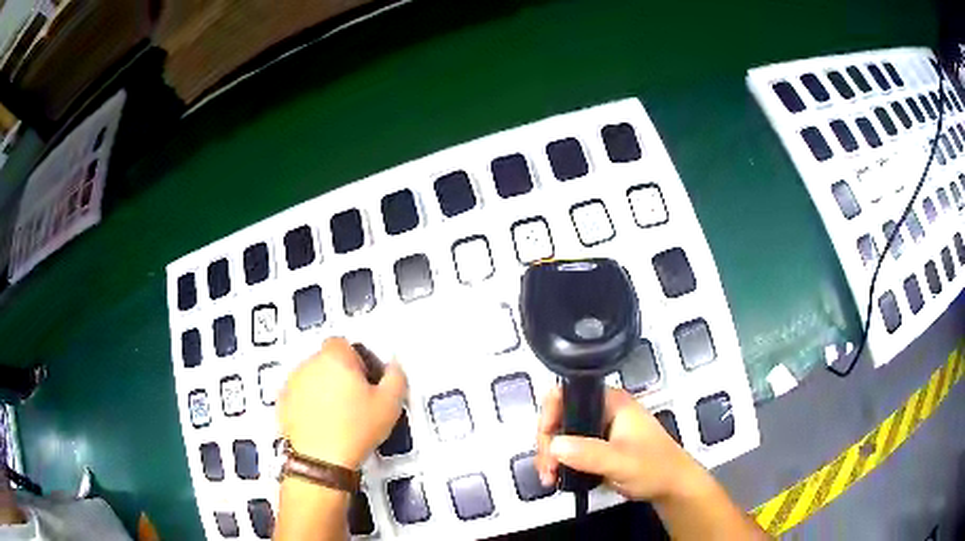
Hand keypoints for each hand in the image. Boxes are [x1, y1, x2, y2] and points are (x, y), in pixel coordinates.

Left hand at [278, 337, 407, 468]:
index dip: (356, 360)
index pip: (343, 343)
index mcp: (335, 358)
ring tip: (338, 415)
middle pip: (326, 360)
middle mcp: (309, 364)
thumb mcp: (390, 404)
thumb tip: (394, 368)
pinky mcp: (282, 402)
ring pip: (312, 377)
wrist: (321, 459)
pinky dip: (308, 404)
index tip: (364, 381)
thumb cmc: (354, 430)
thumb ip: (396, 377)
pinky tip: (322, 424)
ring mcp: (292, 383)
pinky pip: (299, 395)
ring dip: (323, 389)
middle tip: (355, 400)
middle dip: (339, 375)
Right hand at [535, 386, 703, 501]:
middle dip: (548, 442)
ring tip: (549, 477)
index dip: (550, 414)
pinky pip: (570, 449)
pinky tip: (556, 477)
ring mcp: (601, 429)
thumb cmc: (654, 468)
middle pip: (561, 416)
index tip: (545, 441)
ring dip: (551, 455)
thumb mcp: (622, 462)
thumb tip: (554, 445)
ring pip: (562, 435)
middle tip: (546, 468)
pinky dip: (559, 462)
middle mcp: (604, 411)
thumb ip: (589, 453)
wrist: (673, 488)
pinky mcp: (598, 447)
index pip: (569, 395)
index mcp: (612, 402)